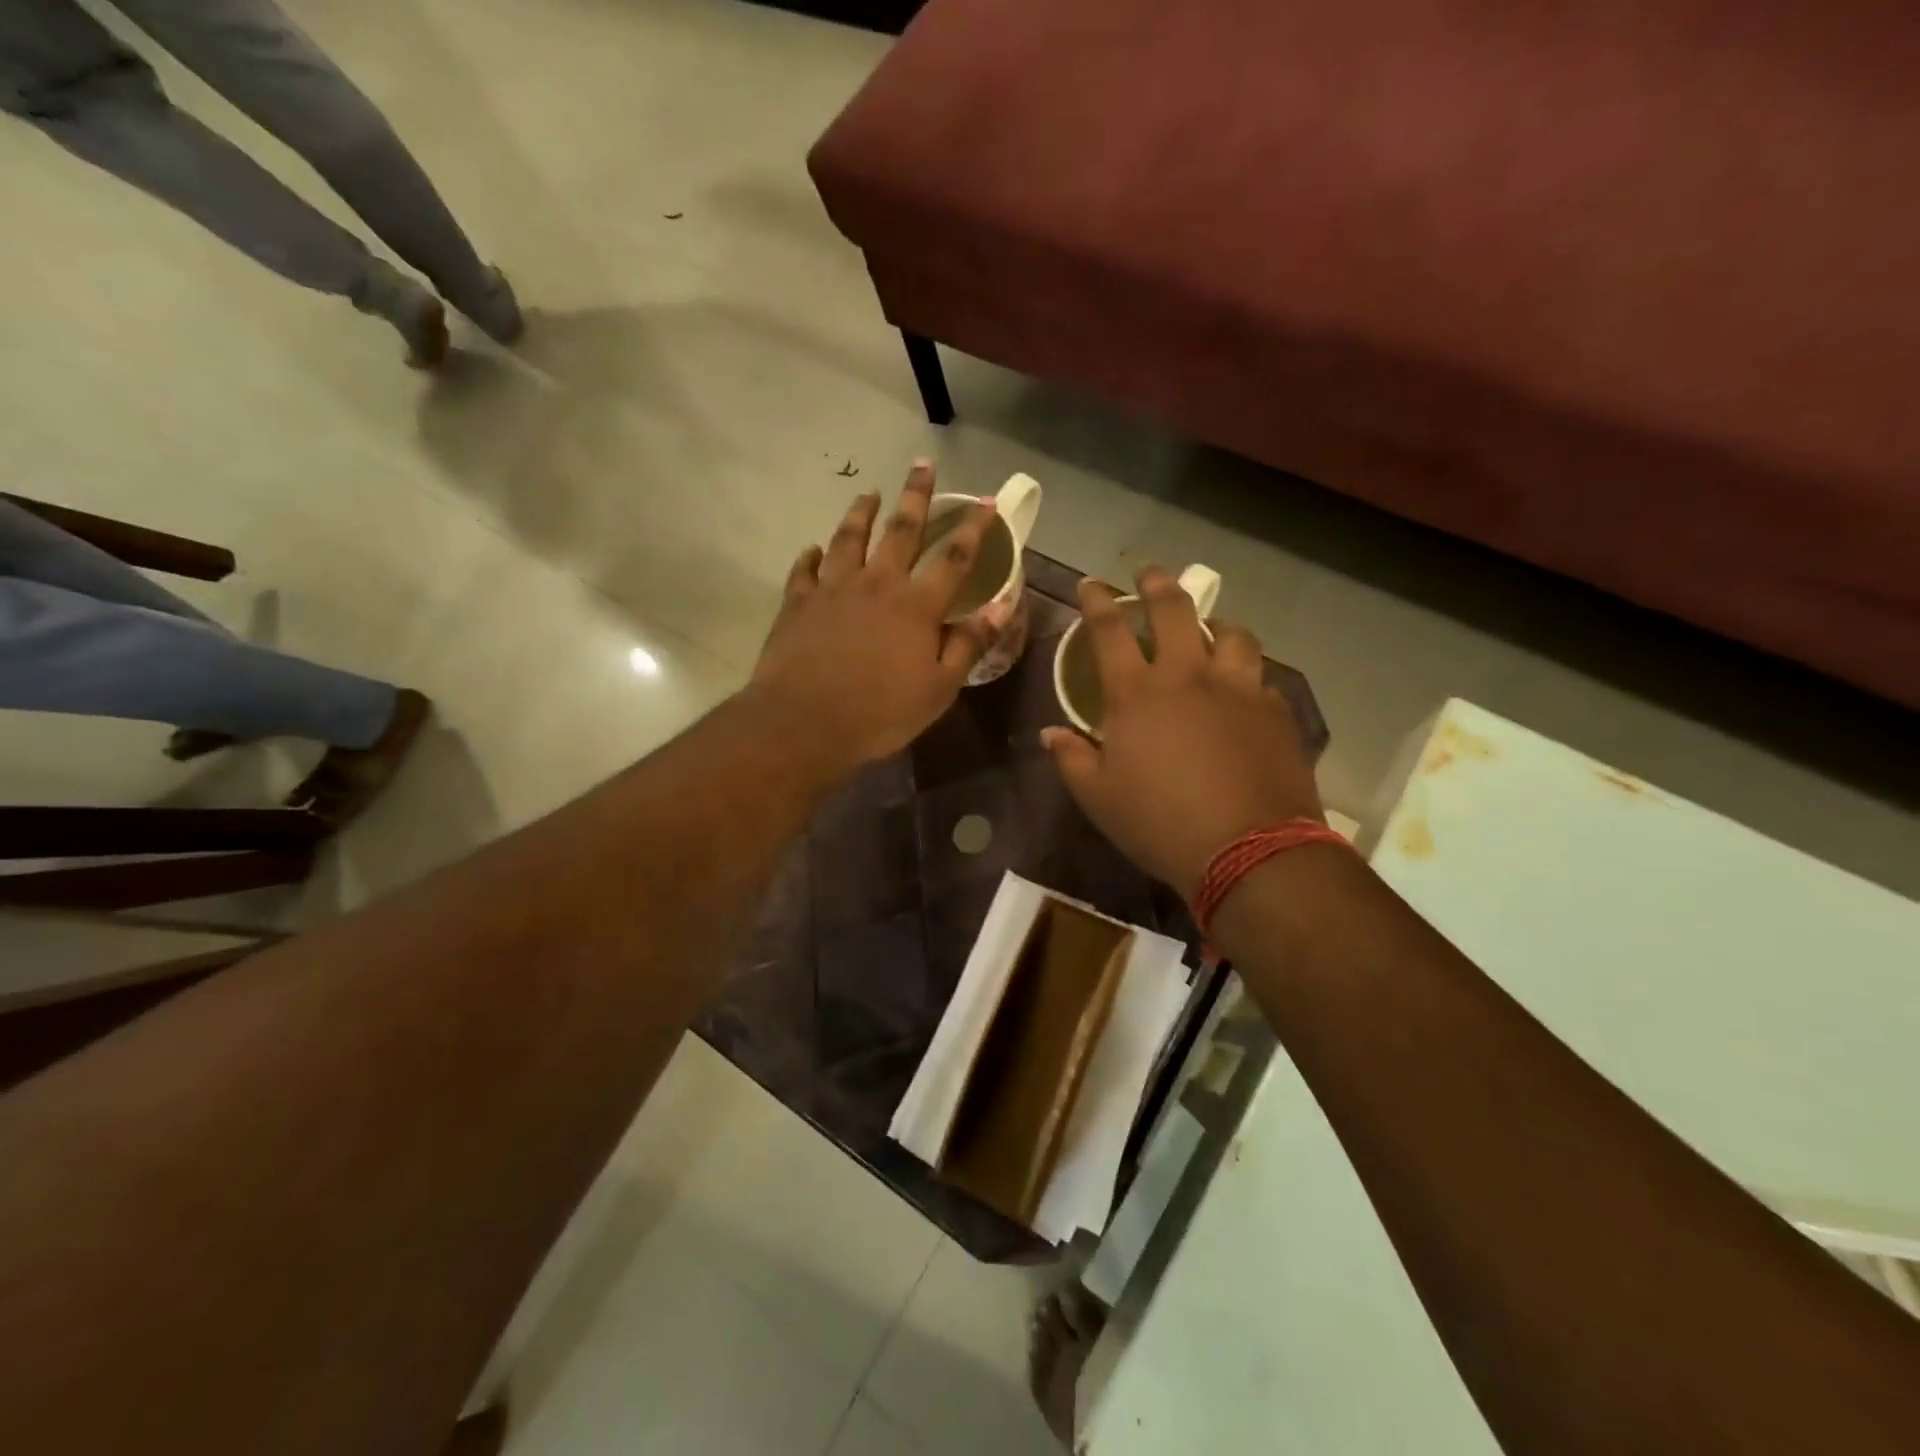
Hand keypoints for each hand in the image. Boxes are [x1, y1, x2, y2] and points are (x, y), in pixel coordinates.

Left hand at [750, 461, 1007, 777]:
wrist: (805, 722)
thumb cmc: (880, 712)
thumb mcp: (939, 688)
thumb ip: (969, 643)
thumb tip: (1001, 606)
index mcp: (917, 606)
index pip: (954, 558)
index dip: (974, 528)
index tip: (986, 501)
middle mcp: (877, 584)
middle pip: (901, 531)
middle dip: (916, 496)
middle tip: (922, 464)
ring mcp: (834, 589)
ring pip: (850, 538)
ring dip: (861, 513)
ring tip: (868, 493)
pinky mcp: (798, 603)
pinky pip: (806, 570)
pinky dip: (812, 556)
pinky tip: (814, 549)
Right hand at [1042, 570, 1321, 899]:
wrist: (1249, 850)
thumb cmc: (1160, 823)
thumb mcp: (1099, 798)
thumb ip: (1071, 759)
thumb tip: (1050, 733)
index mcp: (1137, 694)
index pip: (1110, 630)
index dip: (1096, 600)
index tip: (1089, 584)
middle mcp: (1188, 676)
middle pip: (1174, 611)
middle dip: (1157, 585)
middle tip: (1149, 574)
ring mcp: (1238, 689)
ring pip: (1230, 634)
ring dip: (1214, 624)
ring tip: (1209, 628)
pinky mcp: (1275, 710)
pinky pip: (1260, 677)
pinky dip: (1245, 674)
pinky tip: (1243, 689)